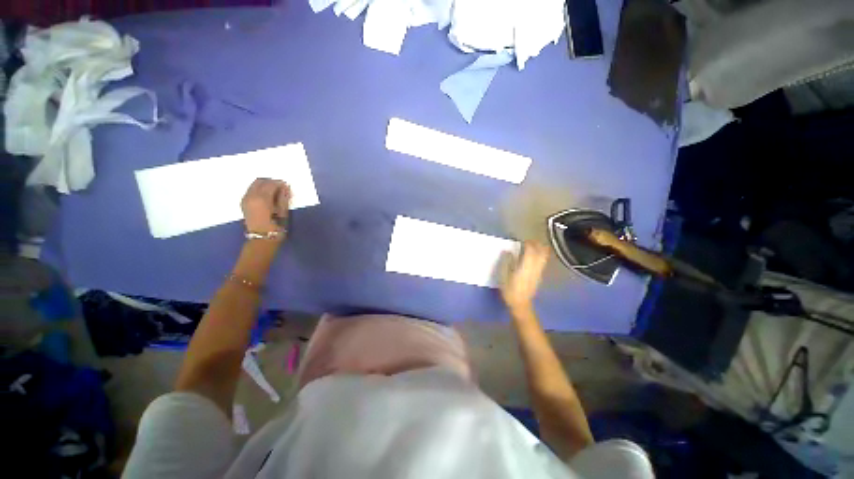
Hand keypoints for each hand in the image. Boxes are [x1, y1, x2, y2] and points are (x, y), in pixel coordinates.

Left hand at [241, 178, 290, 234]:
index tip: (287, 187)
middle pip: (260, 181)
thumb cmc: (276, 227)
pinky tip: (266, 197)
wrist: (262, 239)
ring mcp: (245, 199)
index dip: (280, 184)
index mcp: (262, 198)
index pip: (271, 184)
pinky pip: (251, 190)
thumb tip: (285, 187)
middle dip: (271, 182)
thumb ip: (283, 198)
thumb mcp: (283, 212)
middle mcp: (251, 196)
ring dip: (264, 185)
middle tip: (280, 188)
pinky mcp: (244, 203)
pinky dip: (259, 189)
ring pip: (254, 185)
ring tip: (274, 192)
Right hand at [500, 241, 548, 311]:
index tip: (521, 240)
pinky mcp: (539, 276)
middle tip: (529, 241)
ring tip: (533, 247)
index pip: (530, 250)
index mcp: (525, 266)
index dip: (527, 243)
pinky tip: (533, 257)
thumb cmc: (510, 290)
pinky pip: (542, 262)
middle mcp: (535, 267)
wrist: (521, 304)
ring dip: (540, 249)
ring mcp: (539, 272)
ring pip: (543, 257)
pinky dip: (540, 256)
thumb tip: (507, 251)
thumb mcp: (503, 276)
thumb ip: (506, 262)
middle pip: (540, 252)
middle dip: (536, 245)